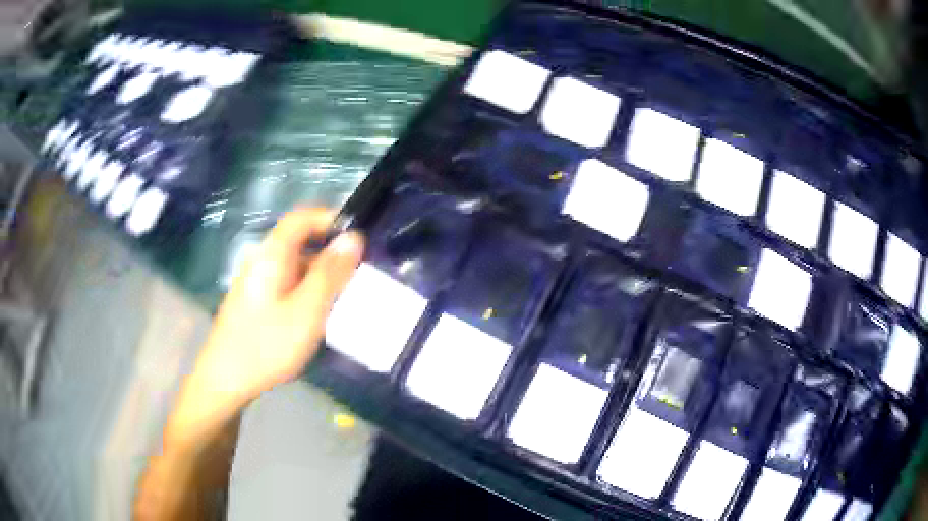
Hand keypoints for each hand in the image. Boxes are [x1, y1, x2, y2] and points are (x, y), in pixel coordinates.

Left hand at [166, 208, 364, 450]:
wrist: (225, 380)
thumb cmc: (267, 345)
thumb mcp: (307, 311)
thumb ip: (331, 273)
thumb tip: (354, 238)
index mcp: (272, 254)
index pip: (302, 218)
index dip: (330, 219)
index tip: (358, 239)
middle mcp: (261, 260)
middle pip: (299, 241)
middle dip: (330, 253)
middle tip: (356, 276)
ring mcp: (255, 281)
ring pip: (294, 265)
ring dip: (319, 275)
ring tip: (341, 300)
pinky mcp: (253, 301)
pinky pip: (285, 283)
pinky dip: (305, 291)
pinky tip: (314, 317)